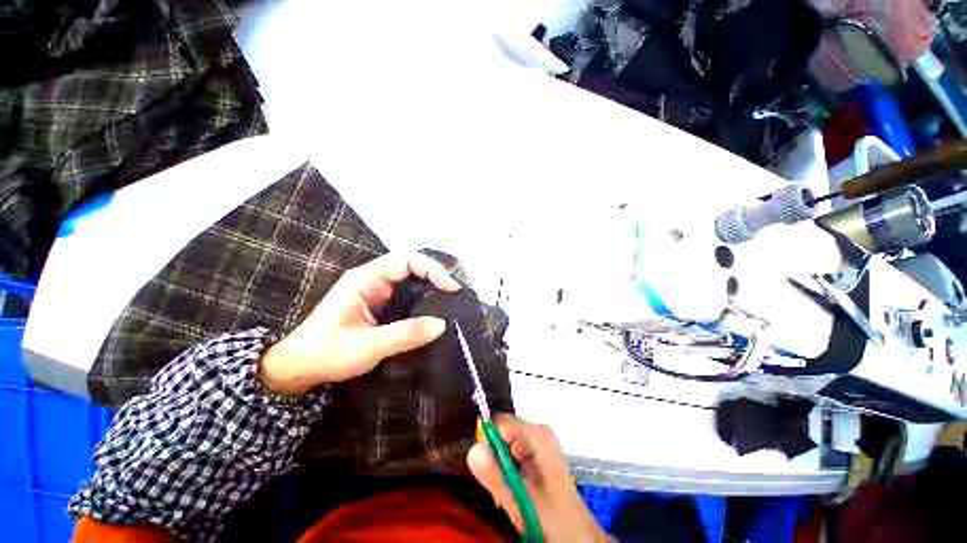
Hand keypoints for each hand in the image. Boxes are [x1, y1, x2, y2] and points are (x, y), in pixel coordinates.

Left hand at [259, 253, 461, 395]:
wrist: (299, 368)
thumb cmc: (327, 353)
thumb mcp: (367, 346)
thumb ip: (405, 334)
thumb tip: (443, 324)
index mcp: (366, 279)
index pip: (406, 261)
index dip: (432, 269)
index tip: (451, 288)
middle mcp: (374, 280)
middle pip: (412, 267)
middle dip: (436, 277)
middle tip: (456, 295)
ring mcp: (377, 293)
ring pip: (411, 282)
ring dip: (432, 289)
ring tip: (452, 303)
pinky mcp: (381, 306)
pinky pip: (407, 297)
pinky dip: (424, 302)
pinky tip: (435, 313)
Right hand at [467, 414, 607, 541]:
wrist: (576, 536)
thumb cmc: (550, 518)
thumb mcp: (519, 499)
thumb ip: (495, 475)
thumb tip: (472, 448)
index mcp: (537, 435)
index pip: (499, 422)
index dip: (486, 441)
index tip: (484, 468)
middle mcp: (537, 432)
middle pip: (501, 432)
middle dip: (493, 457)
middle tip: (496, 487)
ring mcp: (538, 442)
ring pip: (505, 444)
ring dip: (500, 467)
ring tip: (507, 492)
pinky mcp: (536, 453)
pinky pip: (512, 453)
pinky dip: (507, 471)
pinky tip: (514, 490)